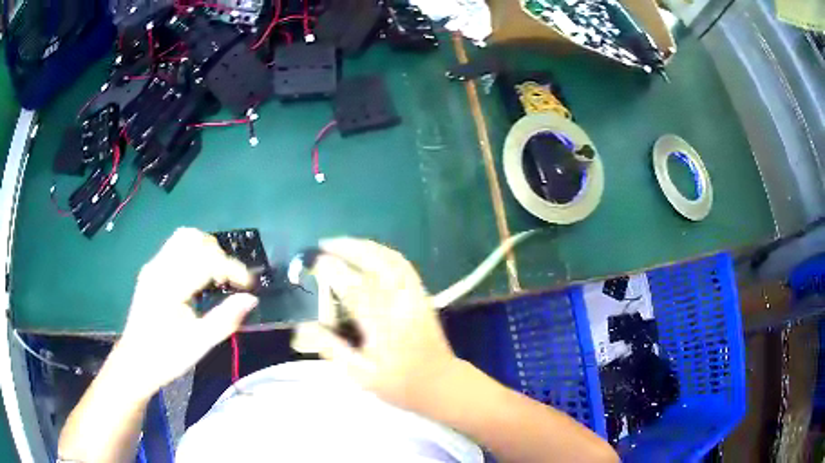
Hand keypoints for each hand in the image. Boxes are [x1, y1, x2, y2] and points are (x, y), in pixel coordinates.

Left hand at [114, 228, 257, 398]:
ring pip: (184, 238)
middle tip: (231, 280)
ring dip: (206, 250)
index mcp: (168, 286)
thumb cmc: (166, 357)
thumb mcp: (199, 344)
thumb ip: (225, 319)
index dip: (232, 268)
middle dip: (218, 254)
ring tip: (217, 275)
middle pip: (193, 238)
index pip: (205, 260)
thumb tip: (251, 299)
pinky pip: (176, 248)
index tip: (249, 285)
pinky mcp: (151, 271)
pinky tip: (200, 278)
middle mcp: (159, 268)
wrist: (135, 363)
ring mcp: (153, 266)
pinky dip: (194, 254)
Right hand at [291, 237, 458, 409]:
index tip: (314, 261)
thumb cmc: (399, 384)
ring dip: (365, 246)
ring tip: (342, 243)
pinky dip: (383, 252)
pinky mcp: (422, 295)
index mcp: (383, 325)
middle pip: (375, 264)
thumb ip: (332, 348)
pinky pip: (403, 265)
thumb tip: (304, 325)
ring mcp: (414, 296)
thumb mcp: (360, 375)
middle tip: (324, 244)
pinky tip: (369, 252)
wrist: (441, 383)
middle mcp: (400, 304)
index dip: (333, 270)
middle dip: (348, 248)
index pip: (354, 288)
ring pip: (390, 259)